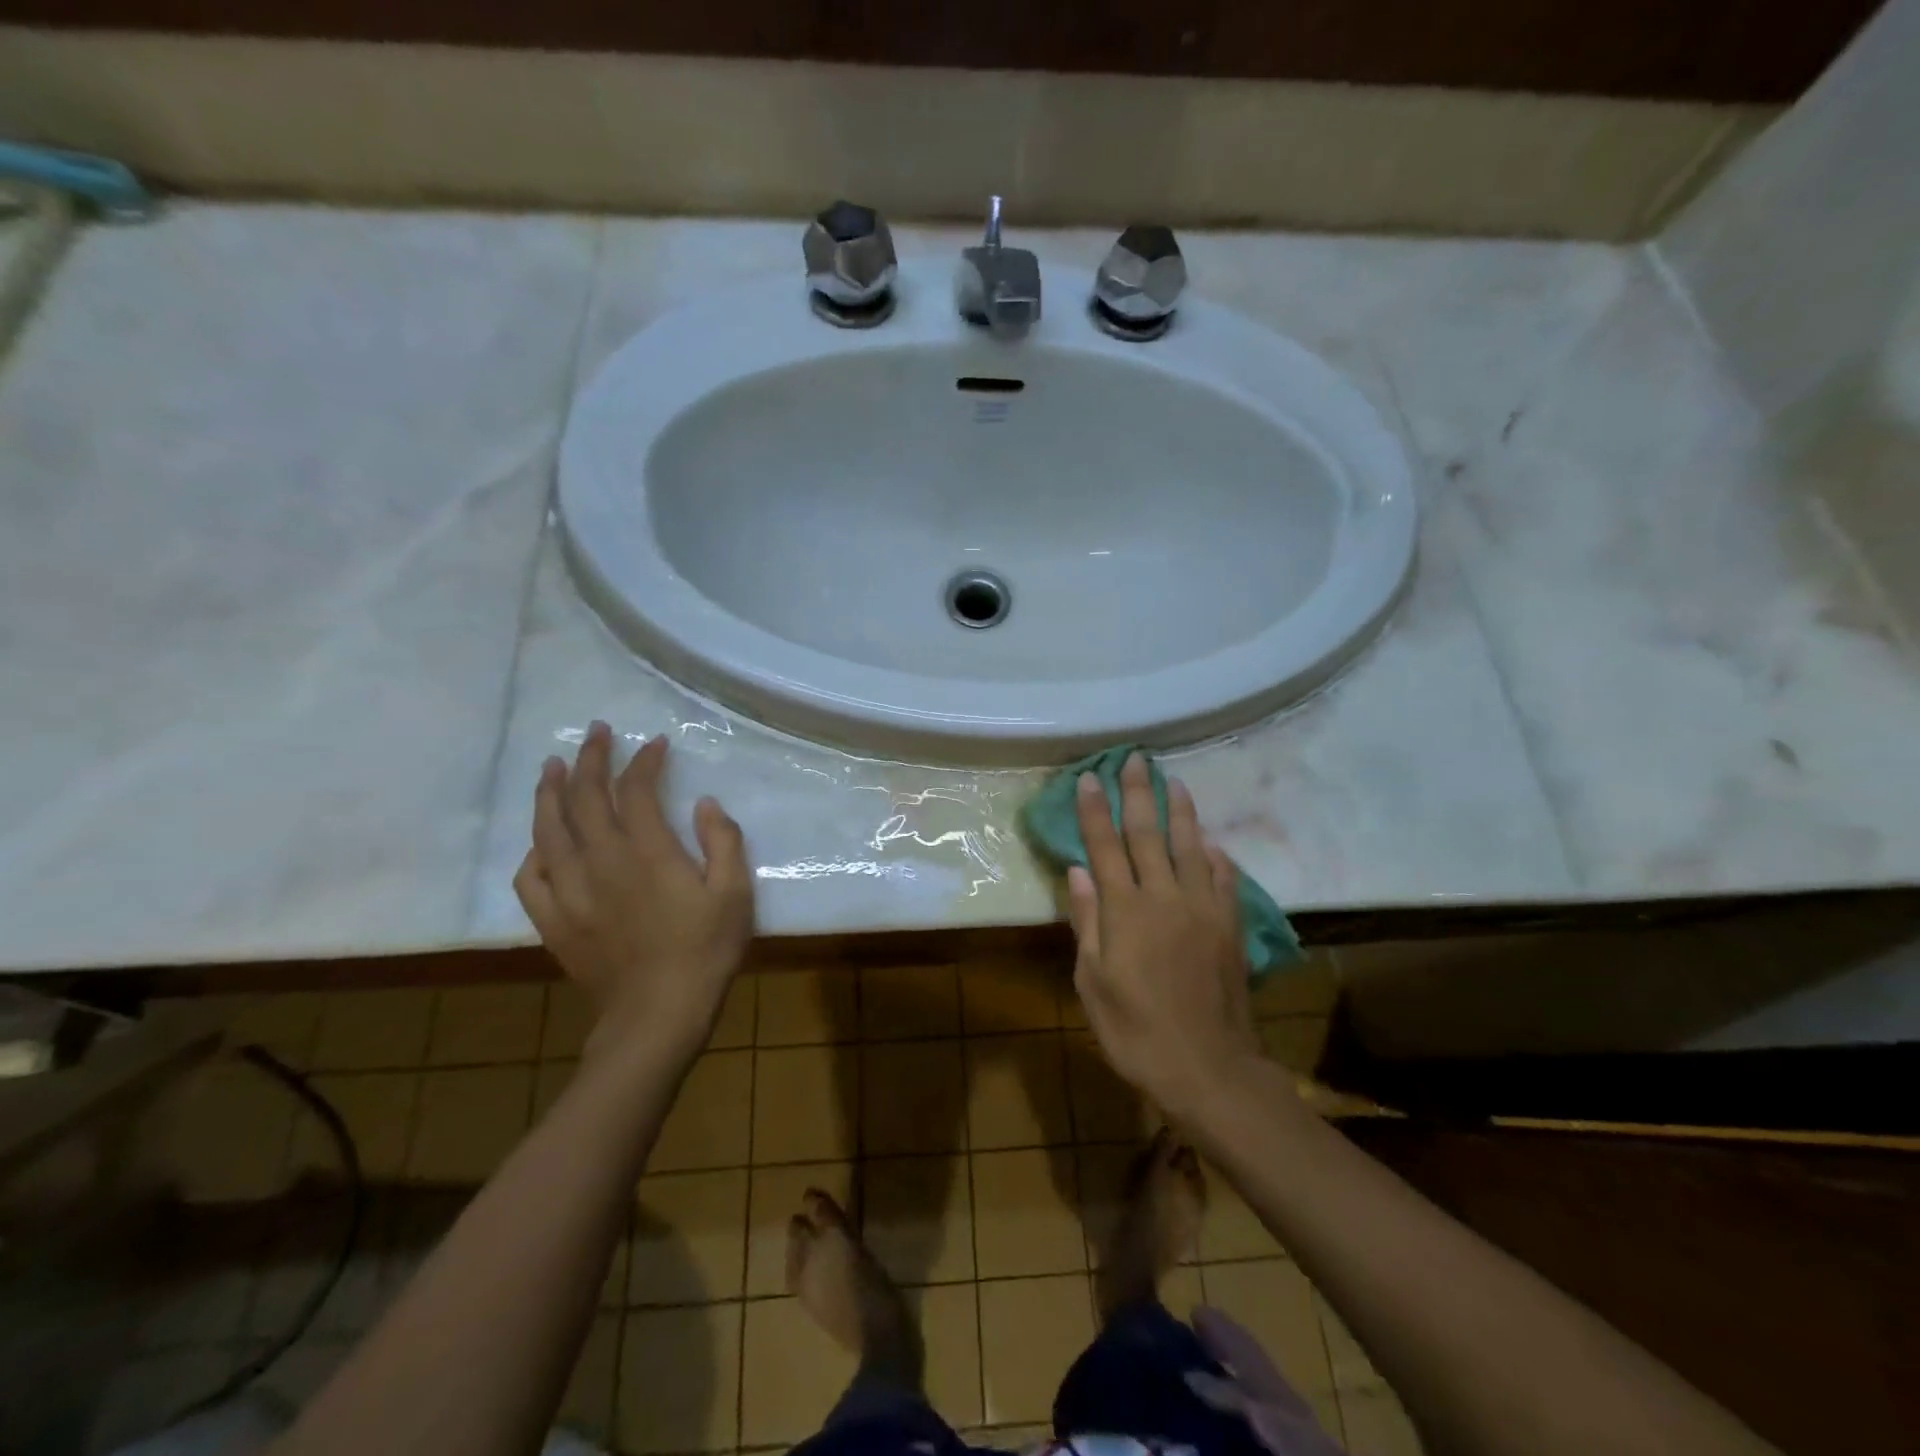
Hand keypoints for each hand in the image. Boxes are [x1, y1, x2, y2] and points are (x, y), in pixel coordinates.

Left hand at [516, 722, 753, 1066]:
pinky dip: (533, 852)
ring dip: (550, 792)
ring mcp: (572, 892)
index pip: (637, 790)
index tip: (654, 743)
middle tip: (595, 733)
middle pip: (585, 798)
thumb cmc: (705, 951)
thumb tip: (705, 804)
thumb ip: (724, 842)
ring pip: (549, 830)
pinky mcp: (555, 922)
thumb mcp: (735, 893)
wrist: (658, 1015)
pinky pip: (532, 878)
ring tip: (553, 766)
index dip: (644, 761)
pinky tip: (540, 842)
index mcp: (648, 852)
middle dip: (590, 759)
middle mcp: (602, 862)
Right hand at [1066, 753, 1264, 1117]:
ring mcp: (1203, 909)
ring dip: (1181, 811)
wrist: (1208, 1069)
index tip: (1089, 778)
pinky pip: (1224, 879)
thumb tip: (1078, 871)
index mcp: (1125, 910)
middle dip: (1138, 794)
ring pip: (1191, 846)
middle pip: (1148, 834)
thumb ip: (1087, 922)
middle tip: (1135, 759)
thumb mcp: (1093, 983)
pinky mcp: (1229, 926)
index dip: (1094, 810)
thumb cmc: (1136, 1031)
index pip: (1105, 846)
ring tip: (1174, 782)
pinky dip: (1216, 855)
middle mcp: (1164, 897)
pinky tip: (1212, 843)